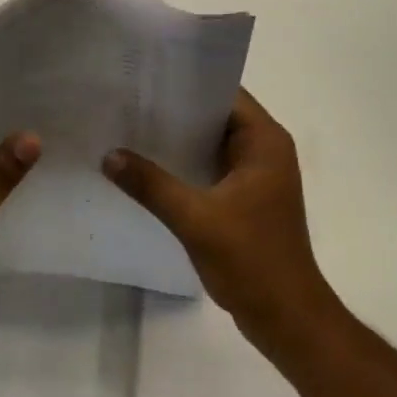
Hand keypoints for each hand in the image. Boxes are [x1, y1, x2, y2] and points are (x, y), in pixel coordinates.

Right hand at [103, 89, 338, 354]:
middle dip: (174, 110)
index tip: (145, 77)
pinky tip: (148, 167)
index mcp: (265, 141)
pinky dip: (184, 164)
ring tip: (129, 127)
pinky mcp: (246, 198)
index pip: (224, 92)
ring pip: (210, 142)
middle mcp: (264, 149)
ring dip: (177, 139)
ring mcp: (255, 175)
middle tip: (128, 100)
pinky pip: (210, 167)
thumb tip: (108, 155)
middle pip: (215, 115)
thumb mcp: (196, 219)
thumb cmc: (252, 260)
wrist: (287, 319)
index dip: (186, 82)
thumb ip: (152, 185)